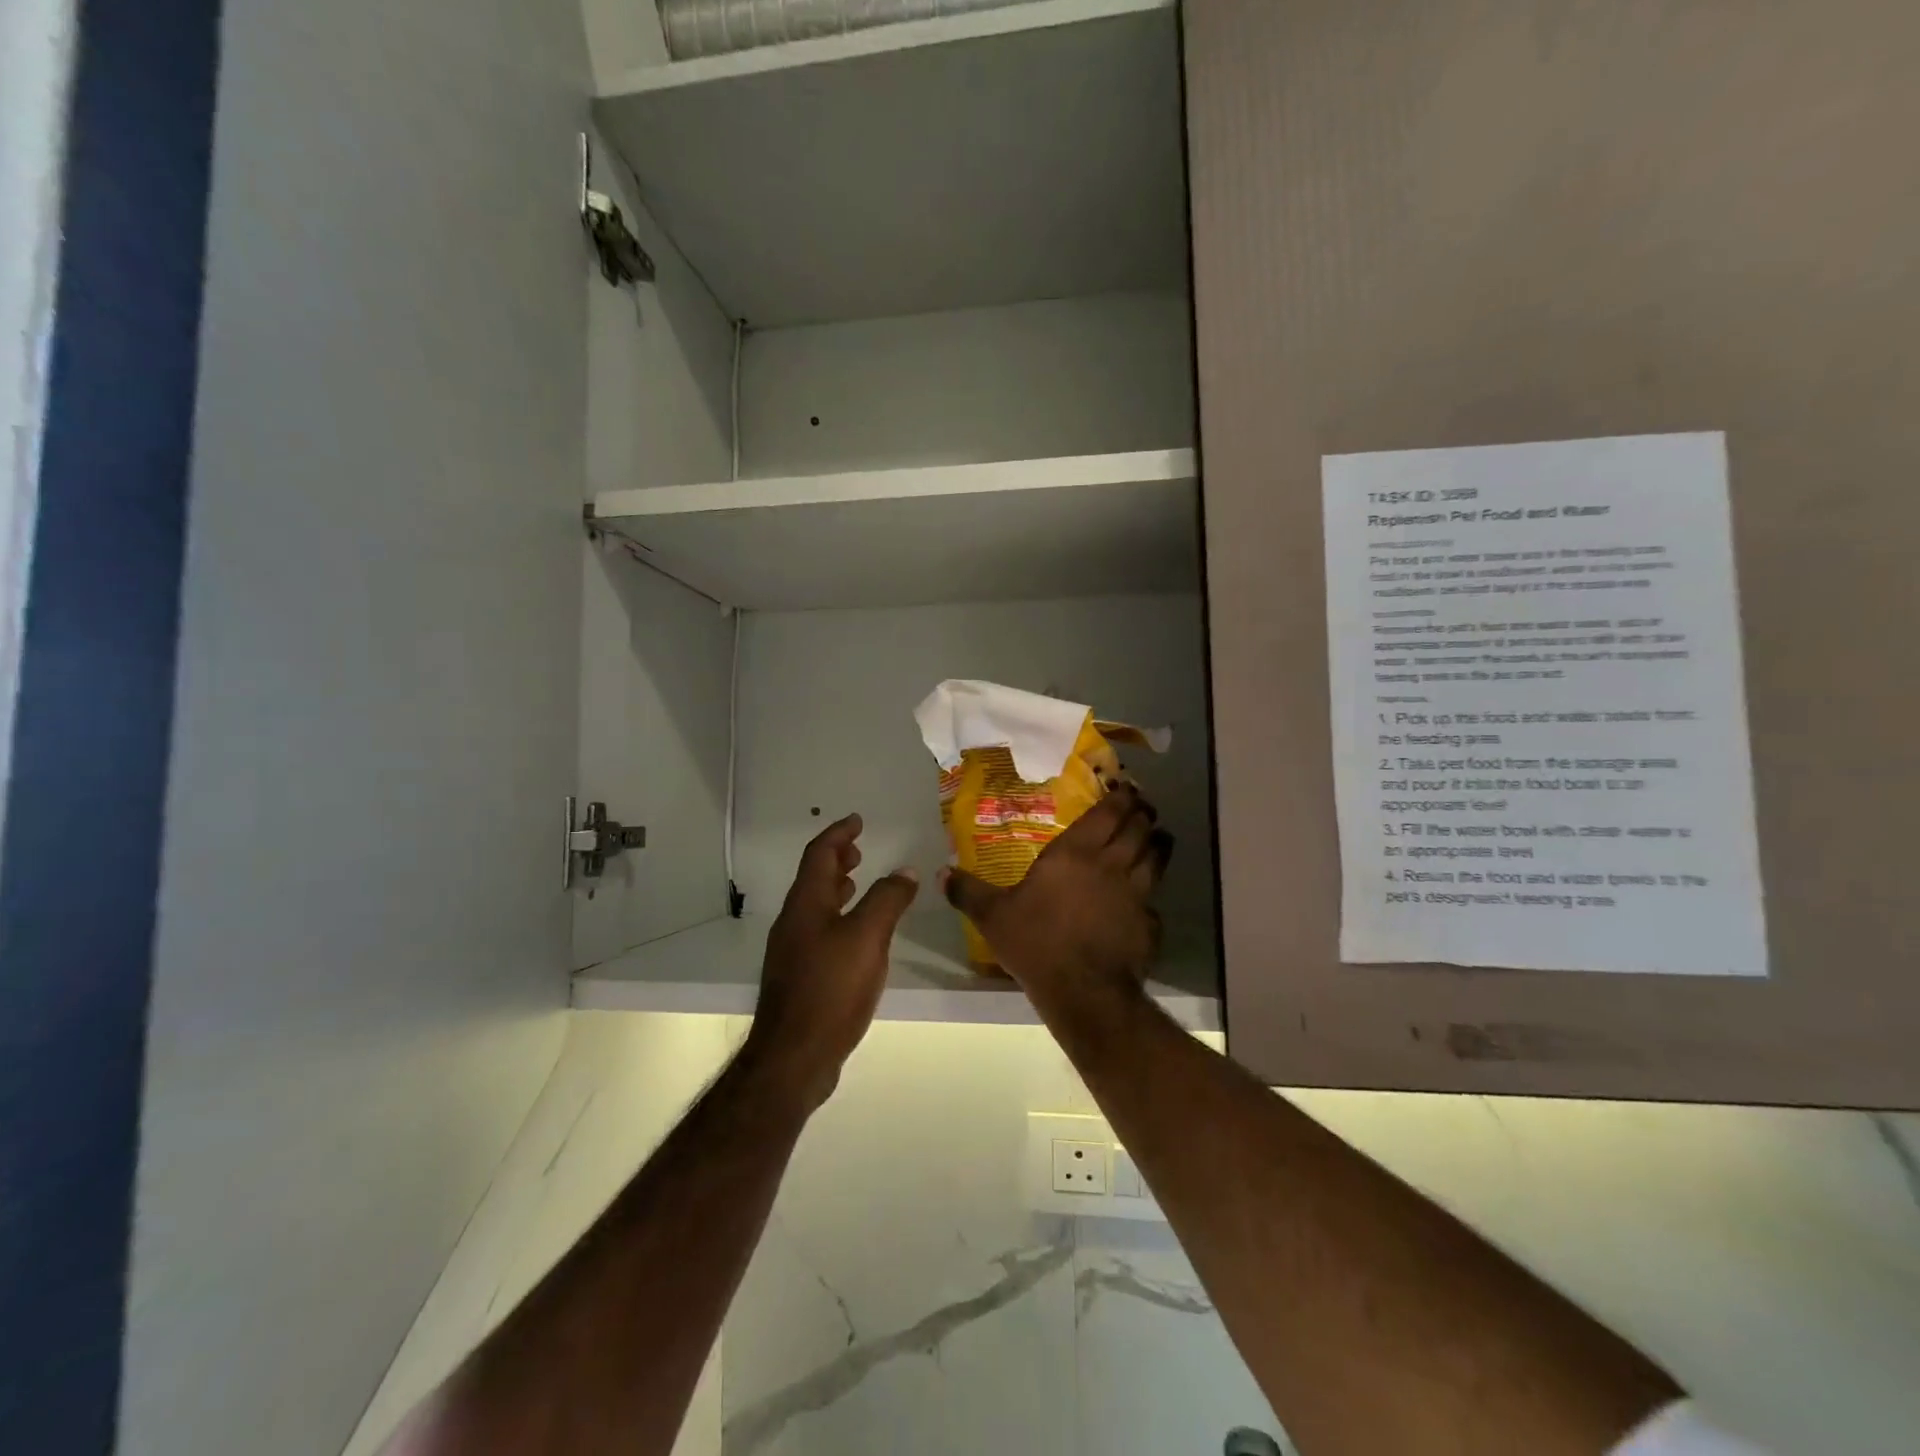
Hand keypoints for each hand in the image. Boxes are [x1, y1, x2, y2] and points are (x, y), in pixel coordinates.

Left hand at [746, 814, 918, 1109]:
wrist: (794, 1057)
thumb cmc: (831, 989)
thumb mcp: (867, 938)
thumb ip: (887, 900)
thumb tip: (905, 871)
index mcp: (806, 904)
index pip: (819, 854)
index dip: (838, 834)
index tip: (856, 820)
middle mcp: (794, 921)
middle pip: (813, 878)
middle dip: (836, 859)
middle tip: (859, 850)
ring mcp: (793, 950)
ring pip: (814, 905)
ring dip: (836, 887)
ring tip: (858, 882)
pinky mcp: (800, 976)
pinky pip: (819, 929)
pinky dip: (838, 916)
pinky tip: (856, 935)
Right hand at [940, 784, 1172, 1013]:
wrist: (1083, 990)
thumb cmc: (1036, 942)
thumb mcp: (993, 916)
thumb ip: (968, 892)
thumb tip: (942, 873)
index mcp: (1075, 854)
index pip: (1107, 814)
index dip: (1121, 798)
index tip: (1127, 788)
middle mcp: (1110, 865)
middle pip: (1138, 829)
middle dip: (1144, 814)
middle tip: (1144, 808)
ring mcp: (1136, 894)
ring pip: (1156, 858)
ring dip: (1159, 843)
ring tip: (1160, 837)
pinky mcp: (1149, 924)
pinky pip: (1156, 901)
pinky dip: (1154, 894)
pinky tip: (1149, 899)